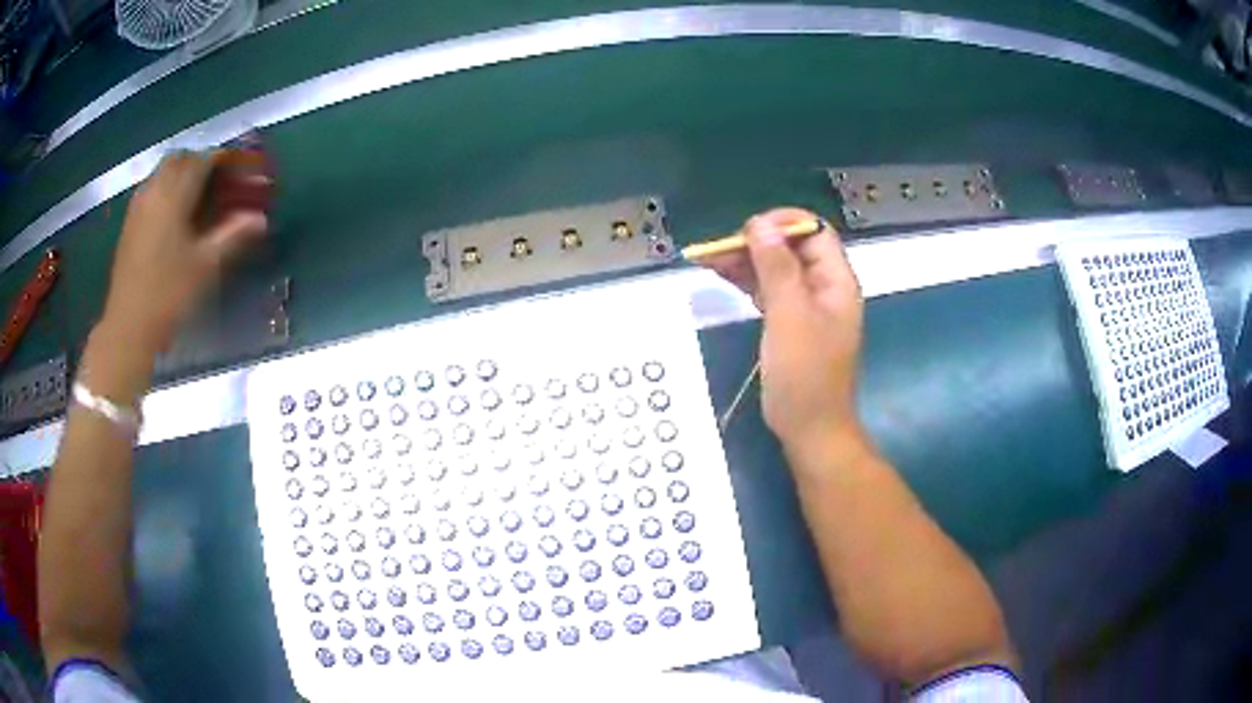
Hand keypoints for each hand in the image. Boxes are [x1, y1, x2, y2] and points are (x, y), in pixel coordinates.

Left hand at [102, 150, 269, 352]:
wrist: (128, 327)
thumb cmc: (168, 295)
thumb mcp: (206, 266)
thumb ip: (233, 236)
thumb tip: (261, 219)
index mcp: (175, 195)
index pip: (203, 160)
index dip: (224, 159)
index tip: (240, 168)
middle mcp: (155, 190)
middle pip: (181, 158)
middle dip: (201, 162)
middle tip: (217, 181)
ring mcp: (139, 206)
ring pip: (163, 172)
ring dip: (182, 174)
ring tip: (197, 196)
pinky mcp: (130, 222)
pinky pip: (151, 189)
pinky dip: (166, 189)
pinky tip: (174, 214)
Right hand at [702, 208, 864, 448]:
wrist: (810, 429)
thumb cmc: (805, 375)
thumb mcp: (790, 316)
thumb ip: (777, 267)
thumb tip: (760, 224)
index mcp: (836, 281)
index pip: (814, 231)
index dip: (783, 223)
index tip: (747, 231)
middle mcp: (824, 287)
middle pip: (791, 247)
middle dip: (756, 242)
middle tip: (719, 248)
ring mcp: (807, 306)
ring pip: (776, 268)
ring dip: (746, 260)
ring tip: (708, 258)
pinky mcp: (789, 323)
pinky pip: (768, 290)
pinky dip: (747, 281)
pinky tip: (721, 275)